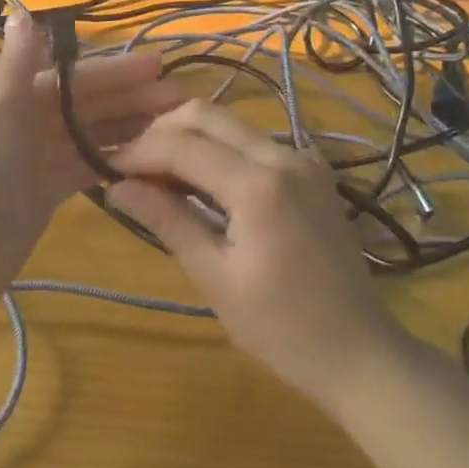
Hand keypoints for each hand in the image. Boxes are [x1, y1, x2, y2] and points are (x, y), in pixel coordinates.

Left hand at [0, 10, 184, 341]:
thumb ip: (15, 66)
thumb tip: (22, 9)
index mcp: (8, 99)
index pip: (69, 76)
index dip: (112, 70)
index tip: (156, 65)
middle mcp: (21, 124)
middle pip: (82, 104)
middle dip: (127, 98)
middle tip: (178, 97)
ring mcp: (31, 163)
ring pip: (85, 136)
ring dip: (124, 128)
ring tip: (171, 127)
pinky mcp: (40, 198)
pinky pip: (80, 170)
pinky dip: (107, 161)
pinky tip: (143, 159)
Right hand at [106, 101, 406, 409]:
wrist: (362, 353)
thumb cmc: (283, 329)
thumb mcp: (216, 278)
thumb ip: (168, 221)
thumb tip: (117, 187)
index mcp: (259, 184)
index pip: (182, 145)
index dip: (139, 151)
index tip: (106, 167)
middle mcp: (283, 155)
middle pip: (206, 115)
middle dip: (161, 132)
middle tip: (131, 166)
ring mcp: (302, 157)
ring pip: (229, 123)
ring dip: (188, 138)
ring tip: (157, 174)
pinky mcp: (310, 169)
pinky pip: (252, 141)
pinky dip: (217, 149)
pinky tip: (199, 180)